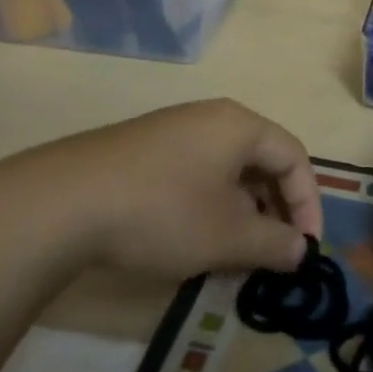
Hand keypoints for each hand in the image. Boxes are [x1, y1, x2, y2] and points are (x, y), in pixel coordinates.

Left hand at [0, 98, 322, 276]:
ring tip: (234, 254)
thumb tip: (300, 250)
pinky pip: (196, 172)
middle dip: (274, 210)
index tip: (305, 251)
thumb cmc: (162, 212)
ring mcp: (173, 130)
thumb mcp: (226, 236)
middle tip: (273, 254)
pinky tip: (193, 240)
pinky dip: (209, 205)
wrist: (64, 201)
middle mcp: (210, 117)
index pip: (293, 157)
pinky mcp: (144, 149)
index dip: (308, 204)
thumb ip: (273, 243)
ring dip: (242, 212)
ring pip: (227, 169)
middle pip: (261, 160)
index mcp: (239, 125)